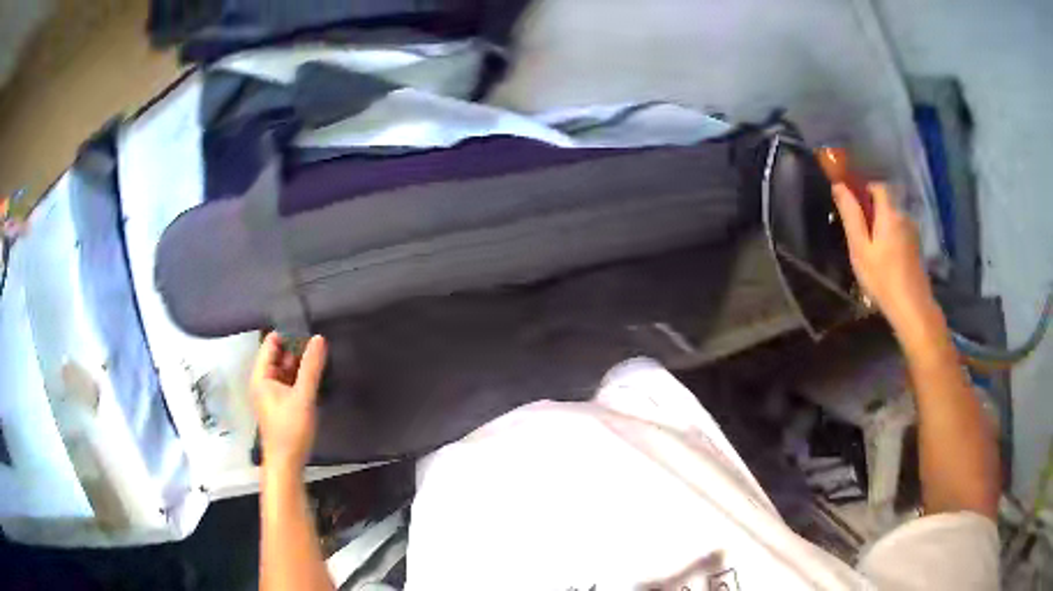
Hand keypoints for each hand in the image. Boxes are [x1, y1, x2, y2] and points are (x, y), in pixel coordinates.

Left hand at [250, 333, 327, 472]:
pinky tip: (316, 376)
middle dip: (297, 348)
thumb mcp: (303, 397)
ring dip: (300, 364)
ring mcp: (272, 393)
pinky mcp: (281, 404)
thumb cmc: (290, 430)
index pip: (271, 343)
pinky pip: (290, 382)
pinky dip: (301, 378)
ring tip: (321, 356)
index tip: (309, 329)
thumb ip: (311, 367)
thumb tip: (319, 338)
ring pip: (286, 370)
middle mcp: (263, 381)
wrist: (287, 464)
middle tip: (320, 342)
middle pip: (278, 355)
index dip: (288, 334)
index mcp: (261, 376)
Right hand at [831, 183, 942, 337]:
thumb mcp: (860, 248)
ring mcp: (913, 233)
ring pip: (893, 219)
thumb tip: (839, 186)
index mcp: (889, 213)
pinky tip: (886, 262)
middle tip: (860, 237)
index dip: (864, 191)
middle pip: (886, 203)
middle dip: (872, 212)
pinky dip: (891, 239)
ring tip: (872, 253)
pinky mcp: (917, 248)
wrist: (912, 308)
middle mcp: (904, 216)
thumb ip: (851, 216)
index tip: (854, 208)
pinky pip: (900, 233)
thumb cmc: (883, 278)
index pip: (877, 186)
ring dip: (882, 227)